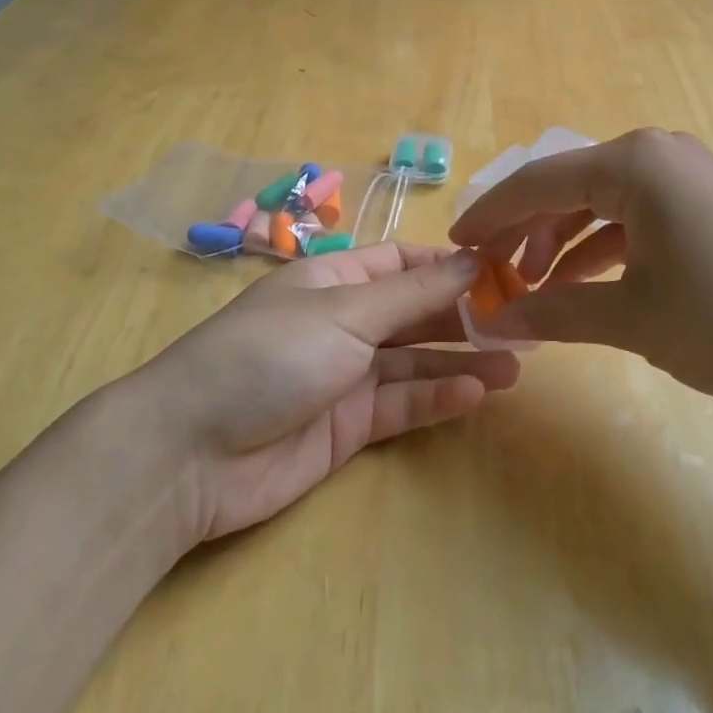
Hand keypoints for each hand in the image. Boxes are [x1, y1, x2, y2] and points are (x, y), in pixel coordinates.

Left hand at [143, 243, 518, 542]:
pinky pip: (401, 404)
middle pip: (414, 312)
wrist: (191, 454)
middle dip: (463, 316)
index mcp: (334, 280)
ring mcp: (345, 375)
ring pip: (414, 361)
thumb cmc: (270, 355)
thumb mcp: (346, 312)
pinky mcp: (347, 427)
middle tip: (521, 324)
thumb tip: (474, 257)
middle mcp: (342, 322)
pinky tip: (474, 393)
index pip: (402, 263)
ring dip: (460, 360)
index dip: (449, 266)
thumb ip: (414, 293)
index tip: (502, 272)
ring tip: (514, 366)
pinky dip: (436, 397)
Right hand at [448, 128, 712, 405]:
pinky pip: (635, 214)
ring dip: (561, 241)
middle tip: (488, 273)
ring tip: (531, 287)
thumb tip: (490, 321)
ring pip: (600, 201)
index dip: (489, 216)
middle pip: (566, 186)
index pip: (537, 182)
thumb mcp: (631, 318)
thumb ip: (555, 313)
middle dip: (523, 230)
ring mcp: (685, 175)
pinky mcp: (706, 202)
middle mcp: (655, 153)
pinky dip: (603, 246)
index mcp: (632, 163)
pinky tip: (582, 282)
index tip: (453, 245)